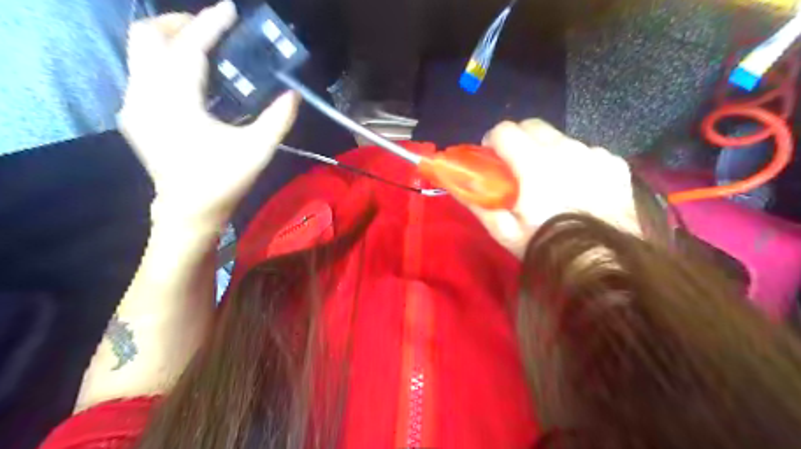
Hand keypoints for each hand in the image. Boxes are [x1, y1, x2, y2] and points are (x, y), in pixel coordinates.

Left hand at [121, 1, 299, 229]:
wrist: (188, 209)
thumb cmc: (224, 180)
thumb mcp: (258, 150)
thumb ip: (278, 119)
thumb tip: (293, 94)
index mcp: (177, 103)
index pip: (189, 49)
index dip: (211, 25)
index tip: (230, 10)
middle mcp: (146, 95)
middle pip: (147, 36)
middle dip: (179, 23)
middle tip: (211, 29)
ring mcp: (133, 103)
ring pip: (139, 51)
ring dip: (169, 40)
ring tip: (202, 46)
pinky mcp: (132, 113)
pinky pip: (141, 70)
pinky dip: (163, 60)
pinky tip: (188, 76)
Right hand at [471, 119, 638, 259]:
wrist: (610, 265)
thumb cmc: (549, 248)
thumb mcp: (505, 232)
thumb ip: (478, 203)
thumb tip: (455, 183)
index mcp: (535, 164)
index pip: (504, 130)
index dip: (492, 142)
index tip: (492, 160)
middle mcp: (566, 149)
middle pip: (533, 125)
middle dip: (518, 140)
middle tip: (517, 168)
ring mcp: (594, 154)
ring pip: (561, 138)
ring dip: (548, 152)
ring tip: (552, 184)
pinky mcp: (615, 164)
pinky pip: (587, 152)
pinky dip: (577, 163)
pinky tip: (580, 189)